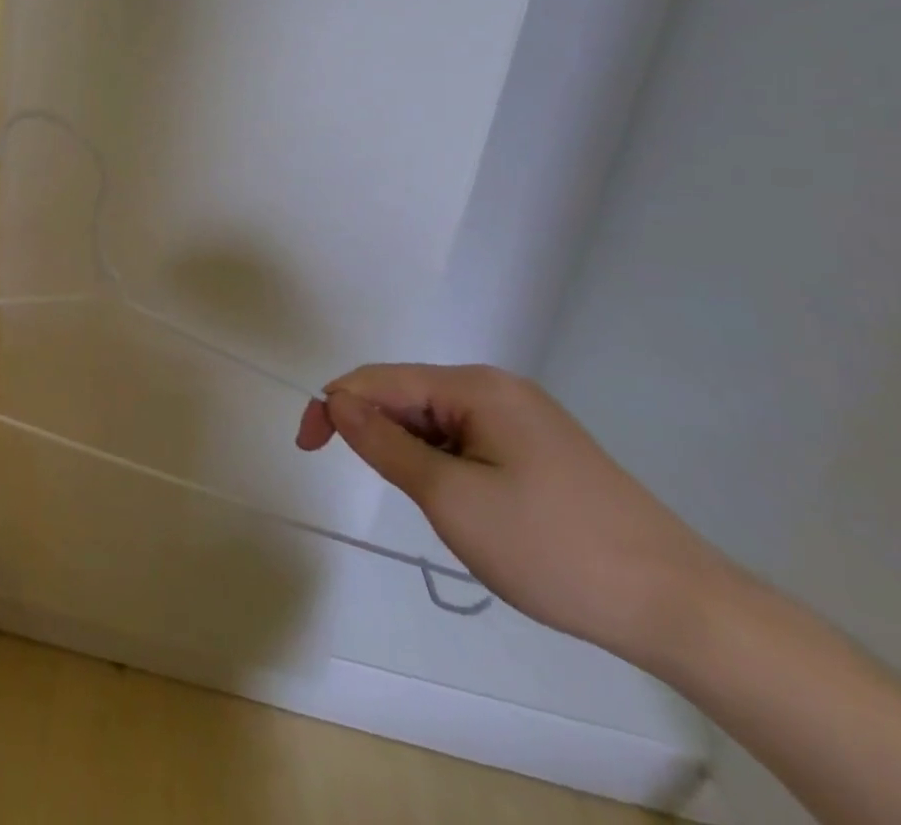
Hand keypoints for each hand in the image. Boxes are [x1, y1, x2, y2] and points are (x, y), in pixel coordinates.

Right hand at [296, 363, 727, 666]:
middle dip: (376, 433)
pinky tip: (467, 506)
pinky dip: (444, 466)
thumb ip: (384, 444)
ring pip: (434, 422)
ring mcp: (523, 418)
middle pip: (405, 396)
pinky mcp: (540, 448)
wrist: (687, 612)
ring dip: (412, 454)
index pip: (377, 380)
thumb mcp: (451, 499)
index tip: (307, 448)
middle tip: (378, 487)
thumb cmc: (555, 549)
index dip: (332, 407)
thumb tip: (335, 401)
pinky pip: (465, 441)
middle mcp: (497, 389)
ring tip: (435, 507)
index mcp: (475, 387)